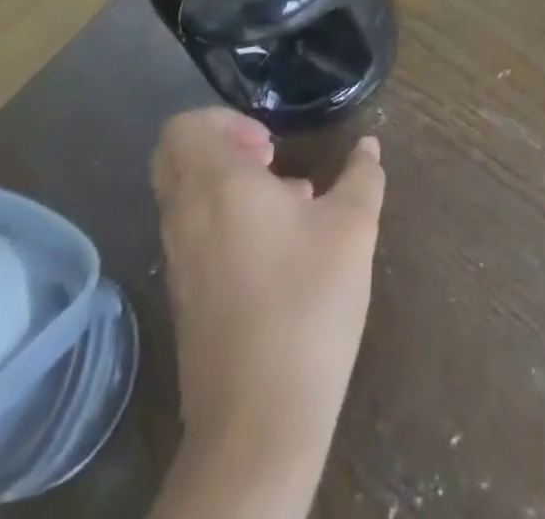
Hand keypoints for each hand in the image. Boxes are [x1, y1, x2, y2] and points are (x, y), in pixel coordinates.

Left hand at [152, 108, 384, 462]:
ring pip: (184, 197)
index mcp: (217, 185)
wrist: (259, 423)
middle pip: (175, 158)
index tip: (269, 145)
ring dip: (227, 185)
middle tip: (269, 161)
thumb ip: (362, 177)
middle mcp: (186, 216)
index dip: (224, 121)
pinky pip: (191, 233)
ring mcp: (178, 260)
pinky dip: (223, 222)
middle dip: (221, 147)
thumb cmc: (307, 304)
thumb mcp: (352, 229)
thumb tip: (369, 146)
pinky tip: (278, 251)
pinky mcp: (183, 298)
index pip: (184, 128)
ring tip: (288, 205)